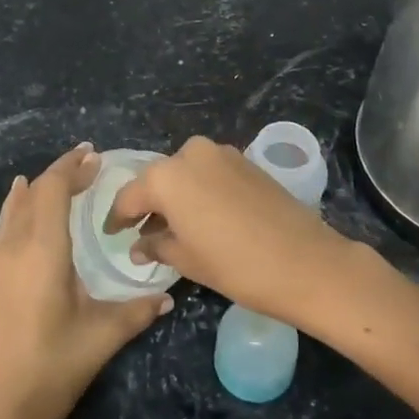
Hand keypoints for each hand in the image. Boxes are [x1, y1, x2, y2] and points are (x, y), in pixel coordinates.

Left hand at [0, 144, 170, 418]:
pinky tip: (27, 212)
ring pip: (14, 207)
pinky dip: (20, 208)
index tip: (95, 157)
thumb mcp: (103, 336)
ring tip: (61, 179)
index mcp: (41, 250)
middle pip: (33, 192)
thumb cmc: (54, 366)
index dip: (72, 168)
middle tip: (88, 165)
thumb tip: (167, 295)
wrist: (0, 410)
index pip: (52, 189)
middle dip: (59, 172)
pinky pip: (5, 226)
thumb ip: (137, 310)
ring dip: (37, 188)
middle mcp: (14, 246)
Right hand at [109, 136, 356, 327]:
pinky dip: (200, 190)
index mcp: (167, 176)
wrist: (306, 261)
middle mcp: (190, 153)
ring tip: (175, 227)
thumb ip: (156, 245)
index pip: (130, 196)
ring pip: (185, 173)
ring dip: (176, 196)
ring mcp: (222, 153)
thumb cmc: (236, 265)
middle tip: (143, 232)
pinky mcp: (246, 160)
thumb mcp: (187, 260)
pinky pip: (210, 173)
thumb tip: (139, 245)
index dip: (118, 218)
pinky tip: (204, 216)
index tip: (112, 234)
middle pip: (159, 179)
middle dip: (149, 204)